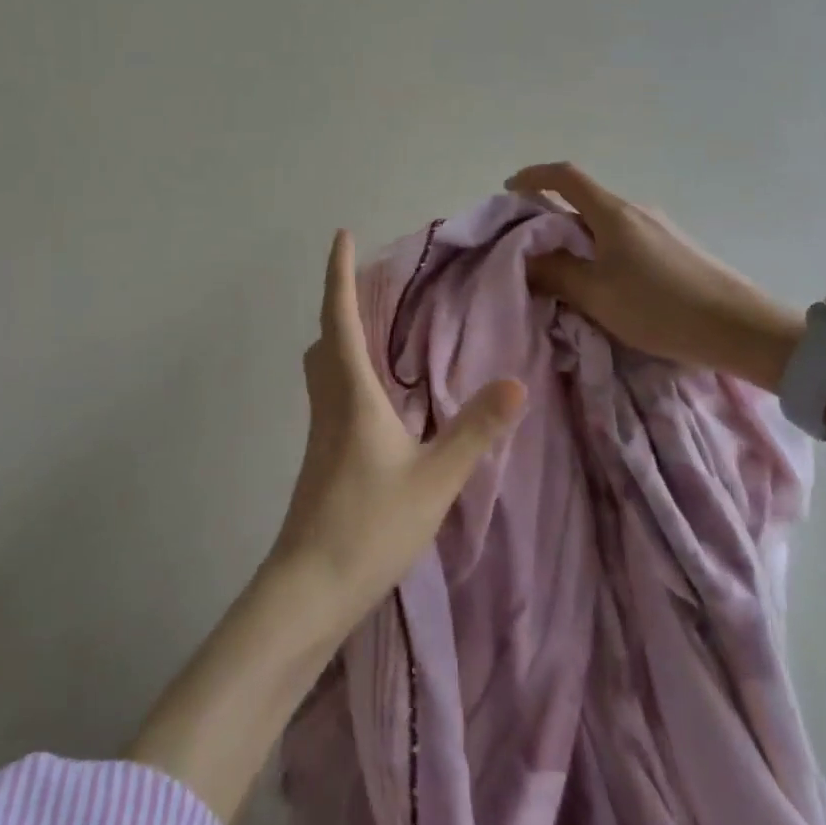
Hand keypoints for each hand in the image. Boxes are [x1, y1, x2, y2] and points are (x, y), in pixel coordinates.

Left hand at [125, 232, 525, 824]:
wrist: (309, 590)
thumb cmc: (369, 525)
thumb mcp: (434, 479)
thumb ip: (475, 430)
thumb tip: (516, 381)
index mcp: (352, 392)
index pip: (341, 316)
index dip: (339, 273)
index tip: (341, 234)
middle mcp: (329, 401)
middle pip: (325, 336)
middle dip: (340, 300)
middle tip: (368, 280)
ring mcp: (320, 431)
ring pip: (323, 365)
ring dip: (341, 335)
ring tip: (374, 326)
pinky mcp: (321, 457)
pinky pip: (330, 392)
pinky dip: (346, 370)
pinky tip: (376, 395)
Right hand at [506, 162, 805, 389]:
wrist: (742, 328)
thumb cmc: (661, 307)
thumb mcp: (597, 295)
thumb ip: (556, 273)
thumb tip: (527, 257)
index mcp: (612, 212)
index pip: (565, 176)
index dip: (533, 176)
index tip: (510, 190)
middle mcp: (635, 210)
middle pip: (583, 201)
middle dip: (551, 218)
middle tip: (530, 250)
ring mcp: (659, 227)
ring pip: (604, 224)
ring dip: (578, 240)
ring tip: (566, 274)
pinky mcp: (675, 248)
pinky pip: (625, 239)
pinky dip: (602, 251)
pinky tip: (606, 285)